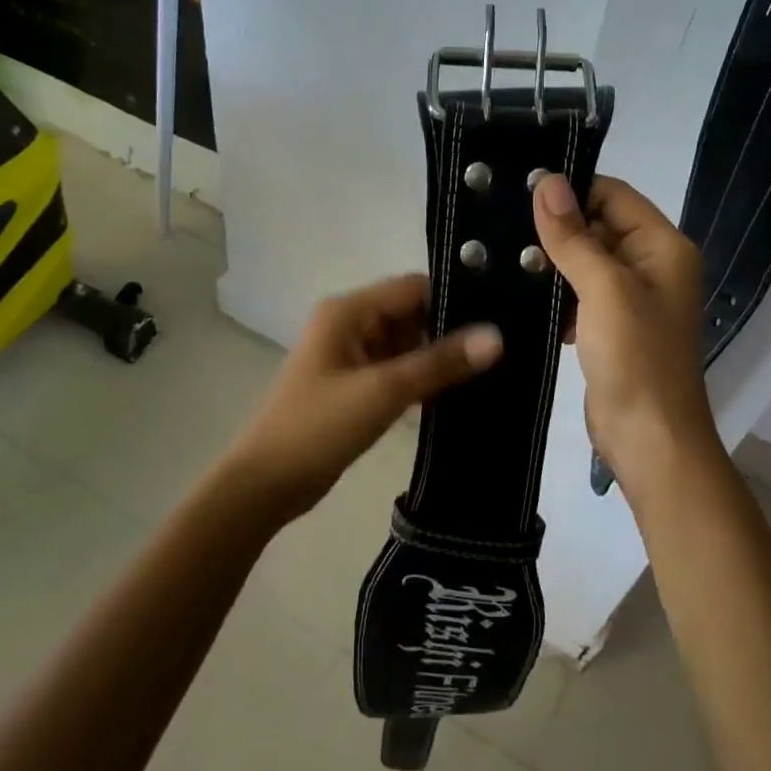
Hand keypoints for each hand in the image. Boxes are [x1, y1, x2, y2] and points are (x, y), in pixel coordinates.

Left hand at [216, 274, 503, 527]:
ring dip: (439, 357)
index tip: (501, 315)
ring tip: (493, 369)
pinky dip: (422, 378)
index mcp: (349, 311)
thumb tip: (497, 336)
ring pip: (407, 344)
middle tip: (504, 348)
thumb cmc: (318, 428)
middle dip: (451, 330)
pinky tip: (459, 392)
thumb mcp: (383, 391)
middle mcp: (350, 324)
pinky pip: (397, 370)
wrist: (266, 483)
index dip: (455, 298)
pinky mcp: (355, 385)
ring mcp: (351, 356)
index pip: (413, 288)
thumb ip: (440, 362)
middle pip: (412, 314)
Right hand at [532, 174, 718, 496]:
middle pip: (598, 227)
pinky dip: (554, 293)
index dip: (572, 188)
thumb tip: (547, 181)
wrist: (649, 439)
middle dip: (555, 226)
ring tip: (499, 253)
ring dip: (550, 261)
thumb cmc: (636, 357)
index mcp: (662, 247)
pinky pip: (578, 295)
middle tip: (500, 220)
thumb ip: (574, 236)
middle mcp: (650, 266)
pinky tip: (517, 293)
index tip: (520, 187)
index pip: (614, 196)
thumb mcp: (604, 288)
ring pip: (584, 262)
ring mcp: (630, 299)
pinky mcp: (609, 327)